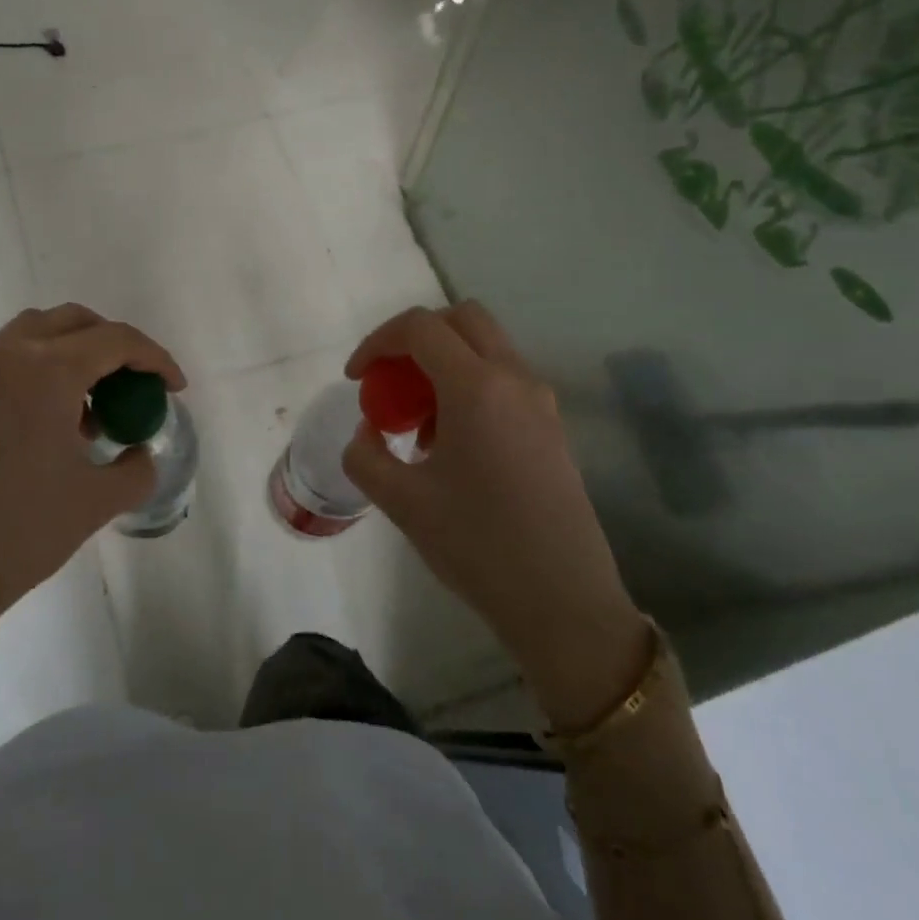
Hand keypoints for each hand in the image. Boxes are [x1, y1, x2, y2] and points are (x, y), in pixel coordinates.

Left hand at [0, 304, 183, 624]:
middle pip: (75, 322)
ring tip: (93, 407)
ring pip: (37, 334)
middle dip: (115, 345)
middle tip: (136, 385)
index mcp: (46, 370)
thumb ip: (135, 470)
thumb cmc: (19, 531)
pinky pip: (10, 361)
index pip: (116, 340)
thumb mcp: (96, 502)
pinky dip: (42, 371)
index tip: (175, 388)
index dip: (156, 359)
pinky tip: (54, 424)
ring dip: (75, 354)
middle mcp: (7, 355)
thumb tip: (139, 455)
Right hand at [343, 302, 649, 730]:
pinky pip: (504, 380)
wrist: (562, 600)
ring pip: (487, 347)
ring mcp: (541, 400)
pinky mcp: (552, 426)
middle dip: (416, 337)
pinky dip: (470, 386)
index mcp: (476, 386)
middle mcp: (514, 378)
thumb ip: (365, 455)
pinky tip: (452, 443)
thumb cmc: (476, 544)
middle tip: (390, 380)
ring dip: (445, 362)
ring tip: (418, 422)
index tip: (356, 378)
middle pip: (462, 319)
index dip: (377, 342)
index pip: (420, 327)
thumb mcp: (400, 501)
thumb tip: (369, 431)